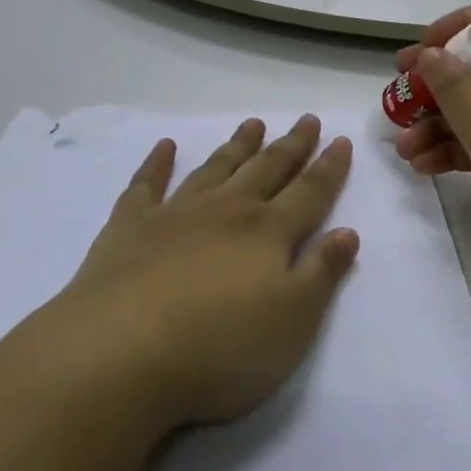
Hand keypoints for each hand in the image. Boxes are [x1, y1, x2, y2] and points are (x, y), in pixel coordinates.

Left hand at [62, 116, 359, 427]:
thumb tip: (347, 231)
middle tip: (306, 119)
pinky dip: (158, 163)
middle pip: (266, 169)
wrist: (122, 351)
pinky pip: (147, 184)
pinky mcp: (131, 226)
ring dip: (237, 146)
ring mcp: (176, 213)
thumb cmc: (219, 347)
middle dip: (290, 145)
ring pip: (216, 168)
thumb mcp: (292, 322)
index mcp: (268, 232)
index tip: (341, 140)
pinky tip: (165, 146)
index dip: (329, 167)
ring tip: (253, 124)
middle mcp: (227, 210)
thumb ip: (322, 273)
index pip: (309, 192)